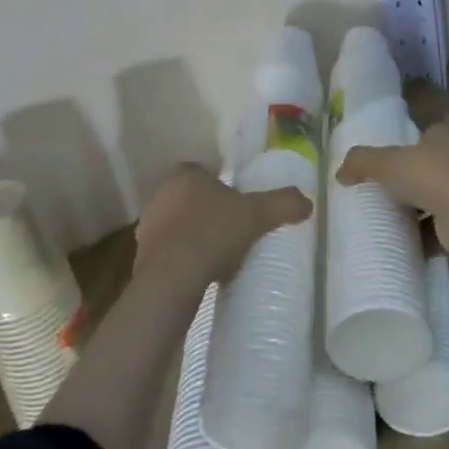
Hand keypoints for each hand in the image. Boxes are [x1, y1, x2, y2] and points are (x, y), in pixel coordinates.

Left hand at [134, 163, 310, 288]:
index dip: (219, 186)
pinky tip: (199, 273)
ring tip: (216, 256)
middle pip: (188, 198)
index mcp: (185, 175)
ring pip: (175, 225)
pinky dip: (180, 259)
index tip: (236, 204)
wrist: (174, 276)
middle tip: (230, 229)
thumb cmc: (214, 232)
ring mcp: (147, 226)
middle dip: (206, 211)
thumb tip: (307, 201)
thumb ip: (283, 203)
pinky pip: (166, 253)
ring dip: (191, 236)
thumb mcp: (257, 214)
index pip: (202, 172)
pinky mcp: (141, 256)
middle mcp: (160, 194)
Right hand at [335, 124, 448, 256]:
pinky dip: (420, 241)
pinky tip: (400, 247)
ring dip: (412, 214)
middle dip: (405, 183)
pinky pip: (436, 233)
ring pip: (431, 203)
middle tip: (374, 196)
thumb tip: (339, 173)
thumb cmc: (430, 177)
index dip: (402, 148)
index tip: (380, 164)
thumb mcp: (387, 162)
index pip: (420, 138)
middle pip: (424, 171)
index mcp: (441, 139)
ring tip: (383, 223)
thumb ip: (361, 162)